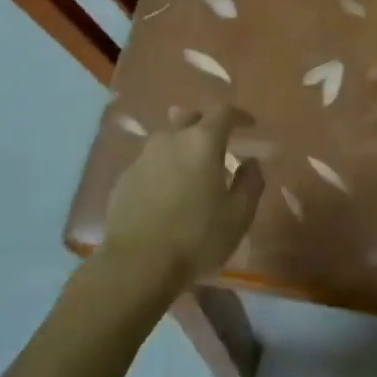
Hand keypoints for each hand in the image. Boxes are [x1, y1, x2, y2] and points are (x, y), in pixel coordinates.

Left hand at [100, 106, 263, 293]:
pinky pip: (150, 161)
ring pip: (167, 138)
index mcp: (202, 141)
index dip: (239, 115)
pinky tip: (167, 190)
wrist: (136, 264)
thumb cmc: (195, 237)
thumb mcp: (238, 216)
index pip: (224, 112)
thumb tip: (251, 162)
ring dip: (182, 145)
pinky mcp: (125, 177)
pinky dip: (163, 166)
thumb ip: (250, 183)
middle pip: (190, 117)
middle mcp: (171, 139)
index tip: (250, 125)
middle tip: (218, 143)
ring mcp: (143, 156)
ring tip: (191, 168)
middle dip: (206, 124)